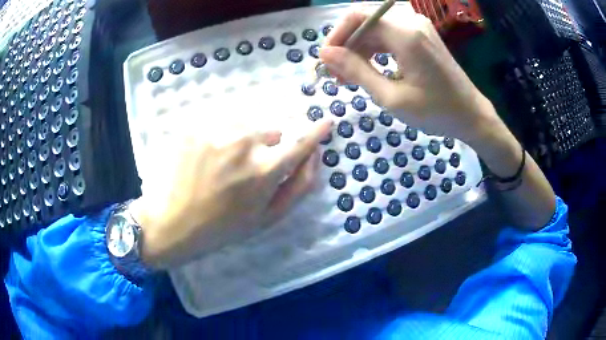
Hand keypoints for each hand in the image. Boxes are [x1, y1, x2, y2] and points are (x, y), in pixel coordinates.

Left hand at [130, 120, 331, 269]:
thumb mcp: (267, 218)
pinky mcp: (195, 125)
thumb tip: (313, 156)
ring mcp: (216, 130)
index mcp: (264, 171)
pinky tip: (210, 155)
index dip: (316, 130)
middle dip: (270, 145)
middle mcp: (243, 143)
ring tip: (226, 163)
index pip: (300, 141)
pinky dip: (224, 134)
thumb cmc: (221, 227)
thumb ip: (299, 186)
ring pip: (248, 122)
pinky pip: (223, 121)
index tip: (327, 120)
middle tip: (249, 169)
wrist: (171, 221)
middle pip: (273, 130)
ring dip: (246, 137)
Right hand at [319, 10, 498, 143]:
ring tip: (349, 76)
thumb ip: (356, 71)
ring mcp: (418, 27)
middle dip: (347, 45)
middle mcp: (411, 22)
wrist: (471, 115)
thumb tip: (325, 54)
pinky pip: (389, 34)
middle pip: (365, 21)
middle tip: (337, 74)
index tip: (326, 60)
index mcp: (406, 34)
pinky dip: (375, 49)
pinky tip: (370, 69)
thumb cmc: (435, 112)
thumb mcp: (391, 97)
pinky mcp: (422, 35)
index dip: (337, 35)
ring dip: (359, 48)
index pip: (357, 17)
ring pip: (375, 28)